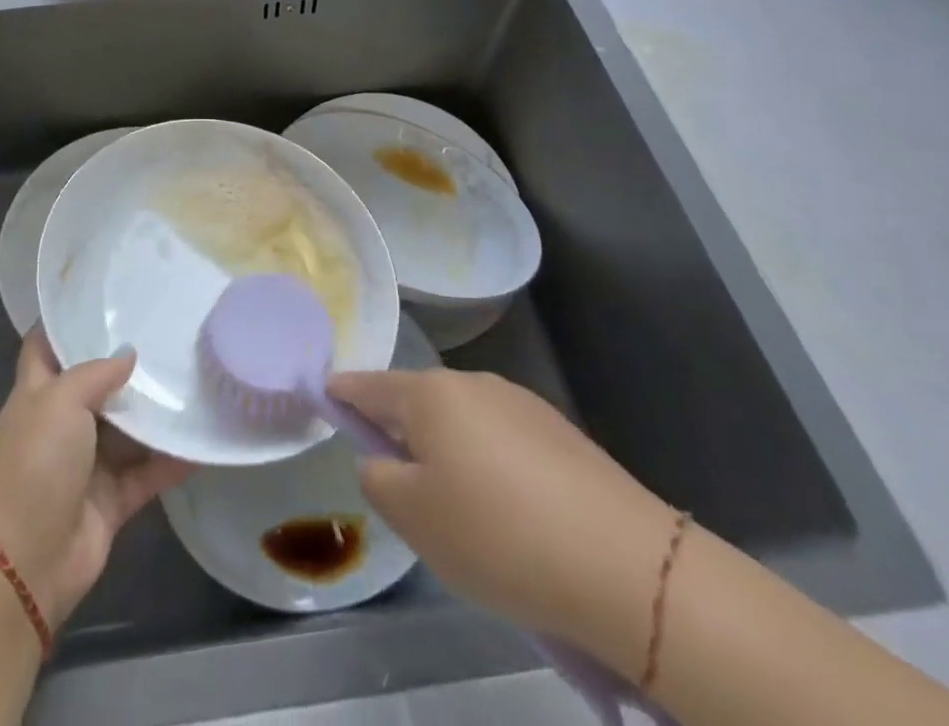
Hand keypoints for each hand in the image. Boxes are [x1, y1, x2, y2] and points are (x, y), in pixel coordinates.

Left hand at [0, 329, 193, 630]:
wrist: (23, 564)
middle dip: (127, 365)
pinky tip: (203, 441)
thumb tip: (128, 354)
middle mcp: (61, 424)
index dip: (67, 323)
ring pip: (127, 429)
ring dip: (155, 412)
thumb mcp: (59, 401)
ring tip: (195, 377)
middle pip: (96, 386)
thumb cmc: (33, 464)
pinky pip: (147, 473)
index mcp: (37, 394)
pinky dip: (173, 460)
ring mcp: (86, 464)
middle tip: (169, 332)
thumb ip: (96, 373)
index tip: (103, 299)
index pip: (46, 346)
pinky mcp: (111, 501)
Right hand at [328, 368, 679, 675]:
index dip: (341, 393)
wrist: (624, 565)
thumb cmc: (498, 535)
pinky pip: (501, 440)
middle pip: (417, 402)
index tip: (323, 400)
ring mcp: (519, 402)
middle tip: (403, 491)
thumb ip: (377, 478)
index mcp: (429, 394)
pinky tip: (511, 515)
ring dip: (448, 453)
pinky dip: (490, 466)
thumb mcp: (414, 518)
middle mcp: (471, 382)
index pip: (367, 384)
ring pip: (461, 422)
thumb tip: (380, 458)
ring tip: (464, 515)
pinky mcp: (559, 431)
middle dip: (401, 434)